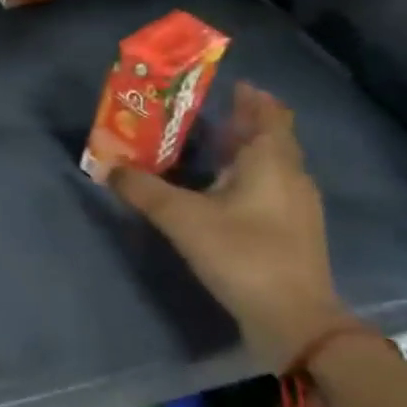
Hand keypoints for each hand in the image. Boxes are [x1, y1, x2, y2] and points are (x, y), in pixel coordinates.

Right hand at [109, 82, 349, 372]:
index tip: (225, 85)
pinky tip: (220, 194)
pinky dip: (246, 180)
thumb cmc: (243, 255)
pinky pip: (270, 190)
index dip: (251, 97)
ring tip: (205, 151)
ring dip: (243, 153)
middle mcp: (291, 176)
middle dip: (240, 123)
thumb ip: (144, 191)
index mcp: (272, 161)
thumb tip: (108, 168)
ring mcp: (297, 207)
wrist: (295, 321)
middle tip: (202, 116)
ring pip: (271, 165)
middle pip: (270, 138)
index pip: (269, 113)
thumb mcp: (183, 220)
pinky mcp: (294, 234)